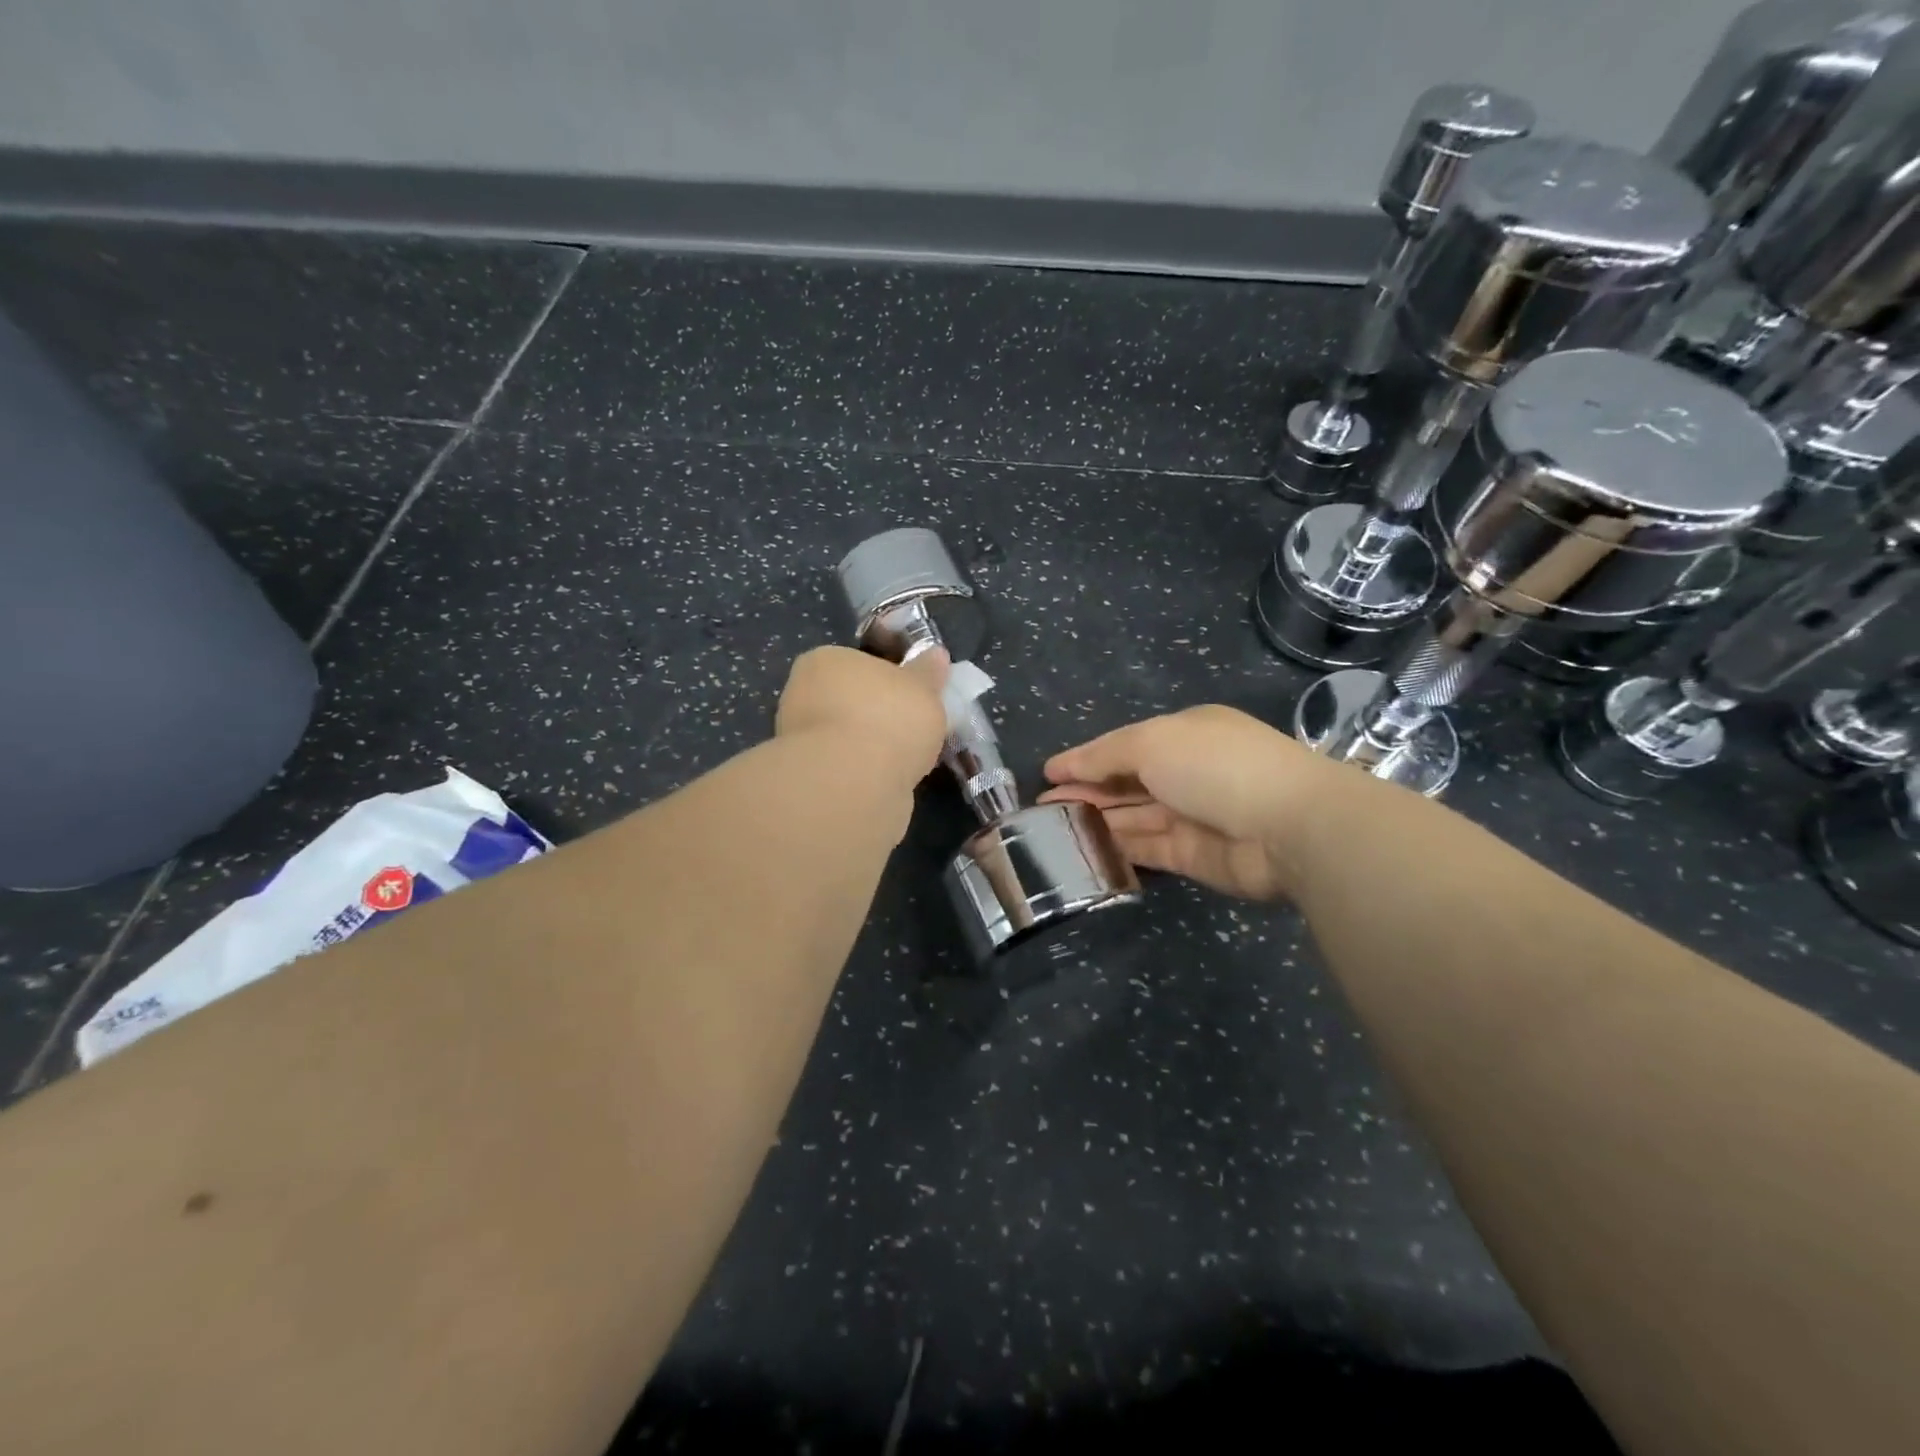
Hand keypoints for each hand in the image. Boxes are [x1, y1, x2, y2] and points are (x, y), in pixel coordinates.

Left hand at [775, 646, 949, 786]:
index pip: (855, 662)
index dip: (886, 677)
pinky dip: (866, 772)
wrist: (853, 784)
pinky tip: (890, 781)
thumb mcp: (922, 687)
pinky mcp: (809, 778)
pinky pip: (847, 767)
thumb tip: (936, 654)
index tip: (912, 695)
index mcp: (824, 661)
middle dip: (878, 714)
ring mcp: (801, 740)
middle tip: (914, 728)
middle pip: (850, 701)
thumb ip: (928, 673)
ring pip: (848, 737)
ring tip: (908, 759)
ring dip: (872, 746)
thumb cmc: (887, 718)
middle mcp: (802, 696)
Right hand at [1038, 705, 1349, 901]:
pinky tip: (1083, 852)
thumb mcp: (1152, 743)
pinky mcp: (1194, 856)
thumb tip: (1063, 767)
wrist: (1287, 826)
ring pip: (1133, 818)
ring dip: (1095, 822)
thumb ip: (1105, 755)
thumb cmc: (1214, 766)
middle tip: (1041, 808)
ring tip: (1050, 831)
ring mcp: (1191, 816)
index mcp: (1183, 735)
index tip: (1048, 774)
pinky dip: (1116, 849)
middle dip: (1085, 793)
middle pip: (1126, 783)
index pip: (1124, 746)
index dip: (1085, 759)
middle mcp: (1187, 773)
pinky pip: (1146, 849)